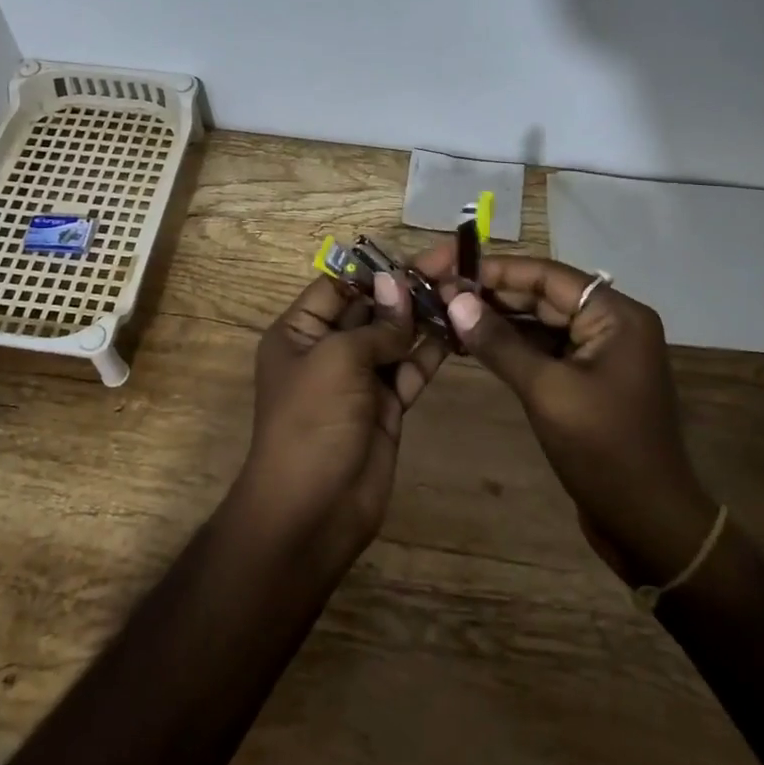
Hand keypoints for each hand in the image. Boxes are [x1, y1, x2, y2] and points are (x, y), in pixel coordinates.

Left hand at [234, 264, 447, 574]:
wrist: (312, 511)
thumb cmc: (311, 422)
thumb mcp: (337, 360)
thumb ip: (375, 325)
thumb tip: (398, 284)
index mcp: (299, 332)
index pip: (338, 287)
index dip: (374, 269)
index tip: (414, 253)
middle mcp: (327, 350)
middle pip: (371, 308)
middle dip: (407, 287)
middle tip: (452, 262)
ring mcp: (359, 380)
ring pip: (395, 337)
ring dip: (425, 315)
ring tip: (464, 288)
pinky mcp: (386, 406)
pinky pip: (410, 369)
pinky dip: (432, 350)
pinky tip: (459, 328)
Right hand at [437, 255, 717, 586]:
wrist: (648, 525)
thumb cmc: (604, 452)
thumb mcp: (547, 392)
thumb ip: (500, 343)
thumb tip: (455, 301)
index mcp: (616, 315)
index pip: (546, 275)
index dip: (494, 270)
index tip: (446, 268)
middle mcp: (611, 323)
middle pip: (542, 295)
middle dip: (490, 293)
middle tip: (436, 292)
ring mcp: (599, 351)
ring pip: (539, 321)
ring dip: (495, 318)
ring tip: (444, 313)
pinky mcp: (586, 377)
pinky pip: (543, 348)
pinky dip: (509, 345)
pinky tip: (469, 342)